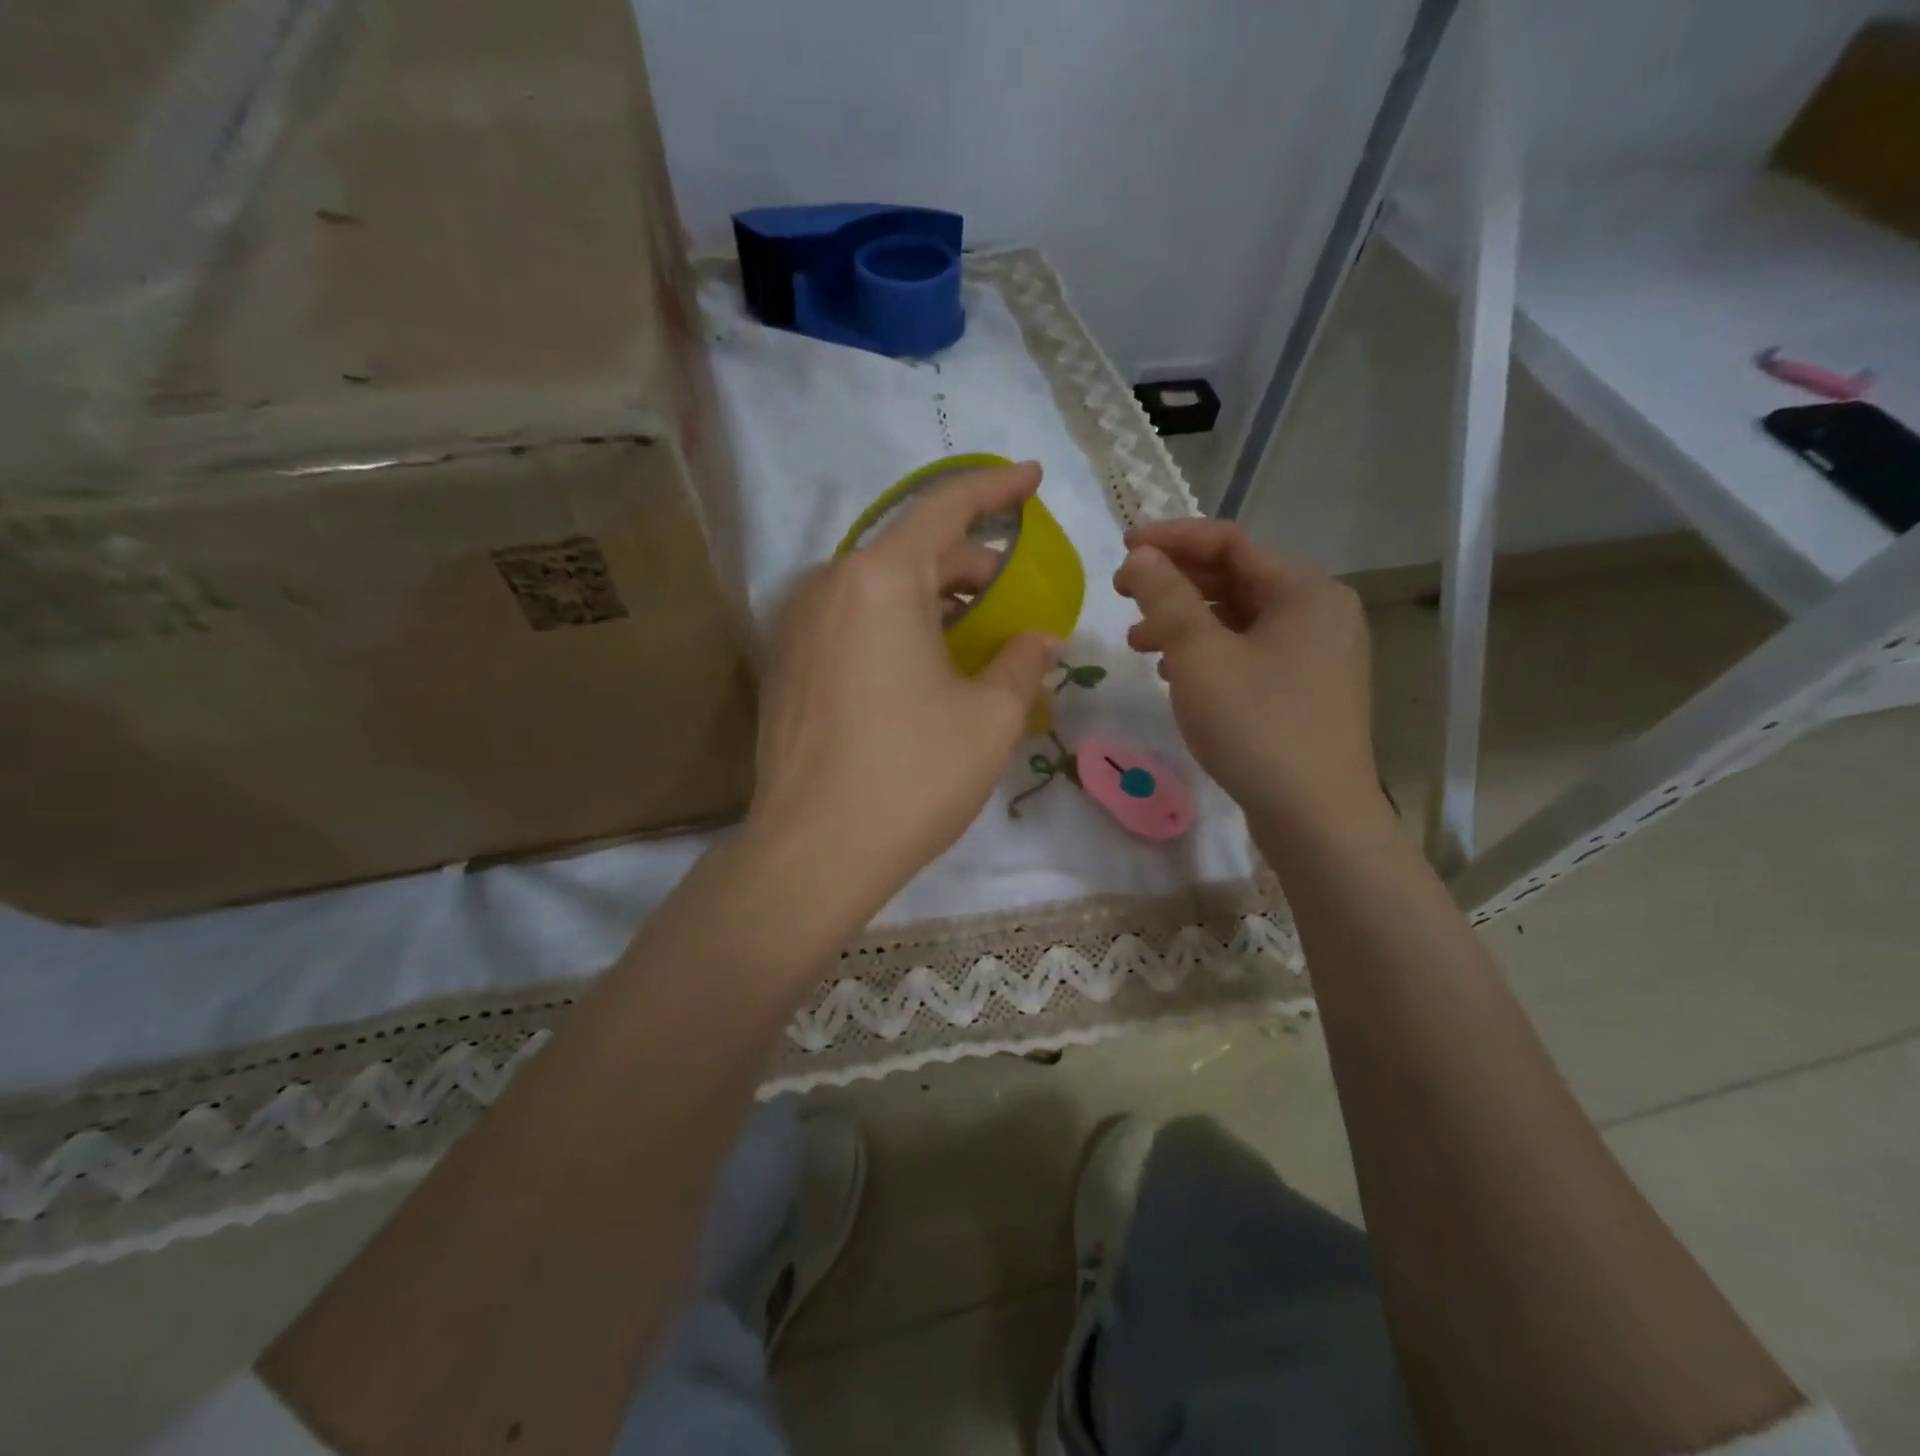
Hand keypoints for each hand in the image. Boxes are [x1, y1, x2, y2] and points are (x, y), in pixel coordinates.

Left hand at [746, 463, 1059, 922]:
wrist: (813, 852)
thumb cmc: (912, 776)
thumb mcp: (989, 717)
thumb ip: (1021, 661)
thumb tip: (1041, 636)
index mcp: (880, 580)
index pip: (945, 508)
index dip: (995, 488)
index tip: (1032, 479)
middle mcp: (829, 586)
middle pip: (911, 552)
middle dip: (970, 565)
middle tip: (1015, 595)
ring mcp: (797, 625)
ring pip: (879, 589)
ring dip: (932, 599)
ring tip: (975, 633)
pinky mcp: (785, 665)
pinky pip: (851, 622)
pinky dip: (895, 625)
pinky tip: (923, 666)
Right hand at [1114, 519, 1388, 840]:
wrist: (1315, 817)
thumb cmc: (1257, 726)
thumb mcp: (1200, 656)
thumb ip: (1168, 598)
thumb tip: (1143, 556)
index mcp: (1306, 591)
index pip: (1231, 543)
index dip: (1173, 540)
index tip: (1124, 551)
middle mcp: (1320, 613)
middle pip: (1236, 579)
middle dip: (1176, 584)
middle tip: (1124, 595)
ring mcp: (1318, 655)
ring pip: (1240, 620)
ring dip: (1186, 622)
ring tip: (1138, 642)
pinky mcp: (1307, 691)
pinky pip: (1250, 652)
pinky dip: (1209, 653)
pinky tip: (1175, 673)